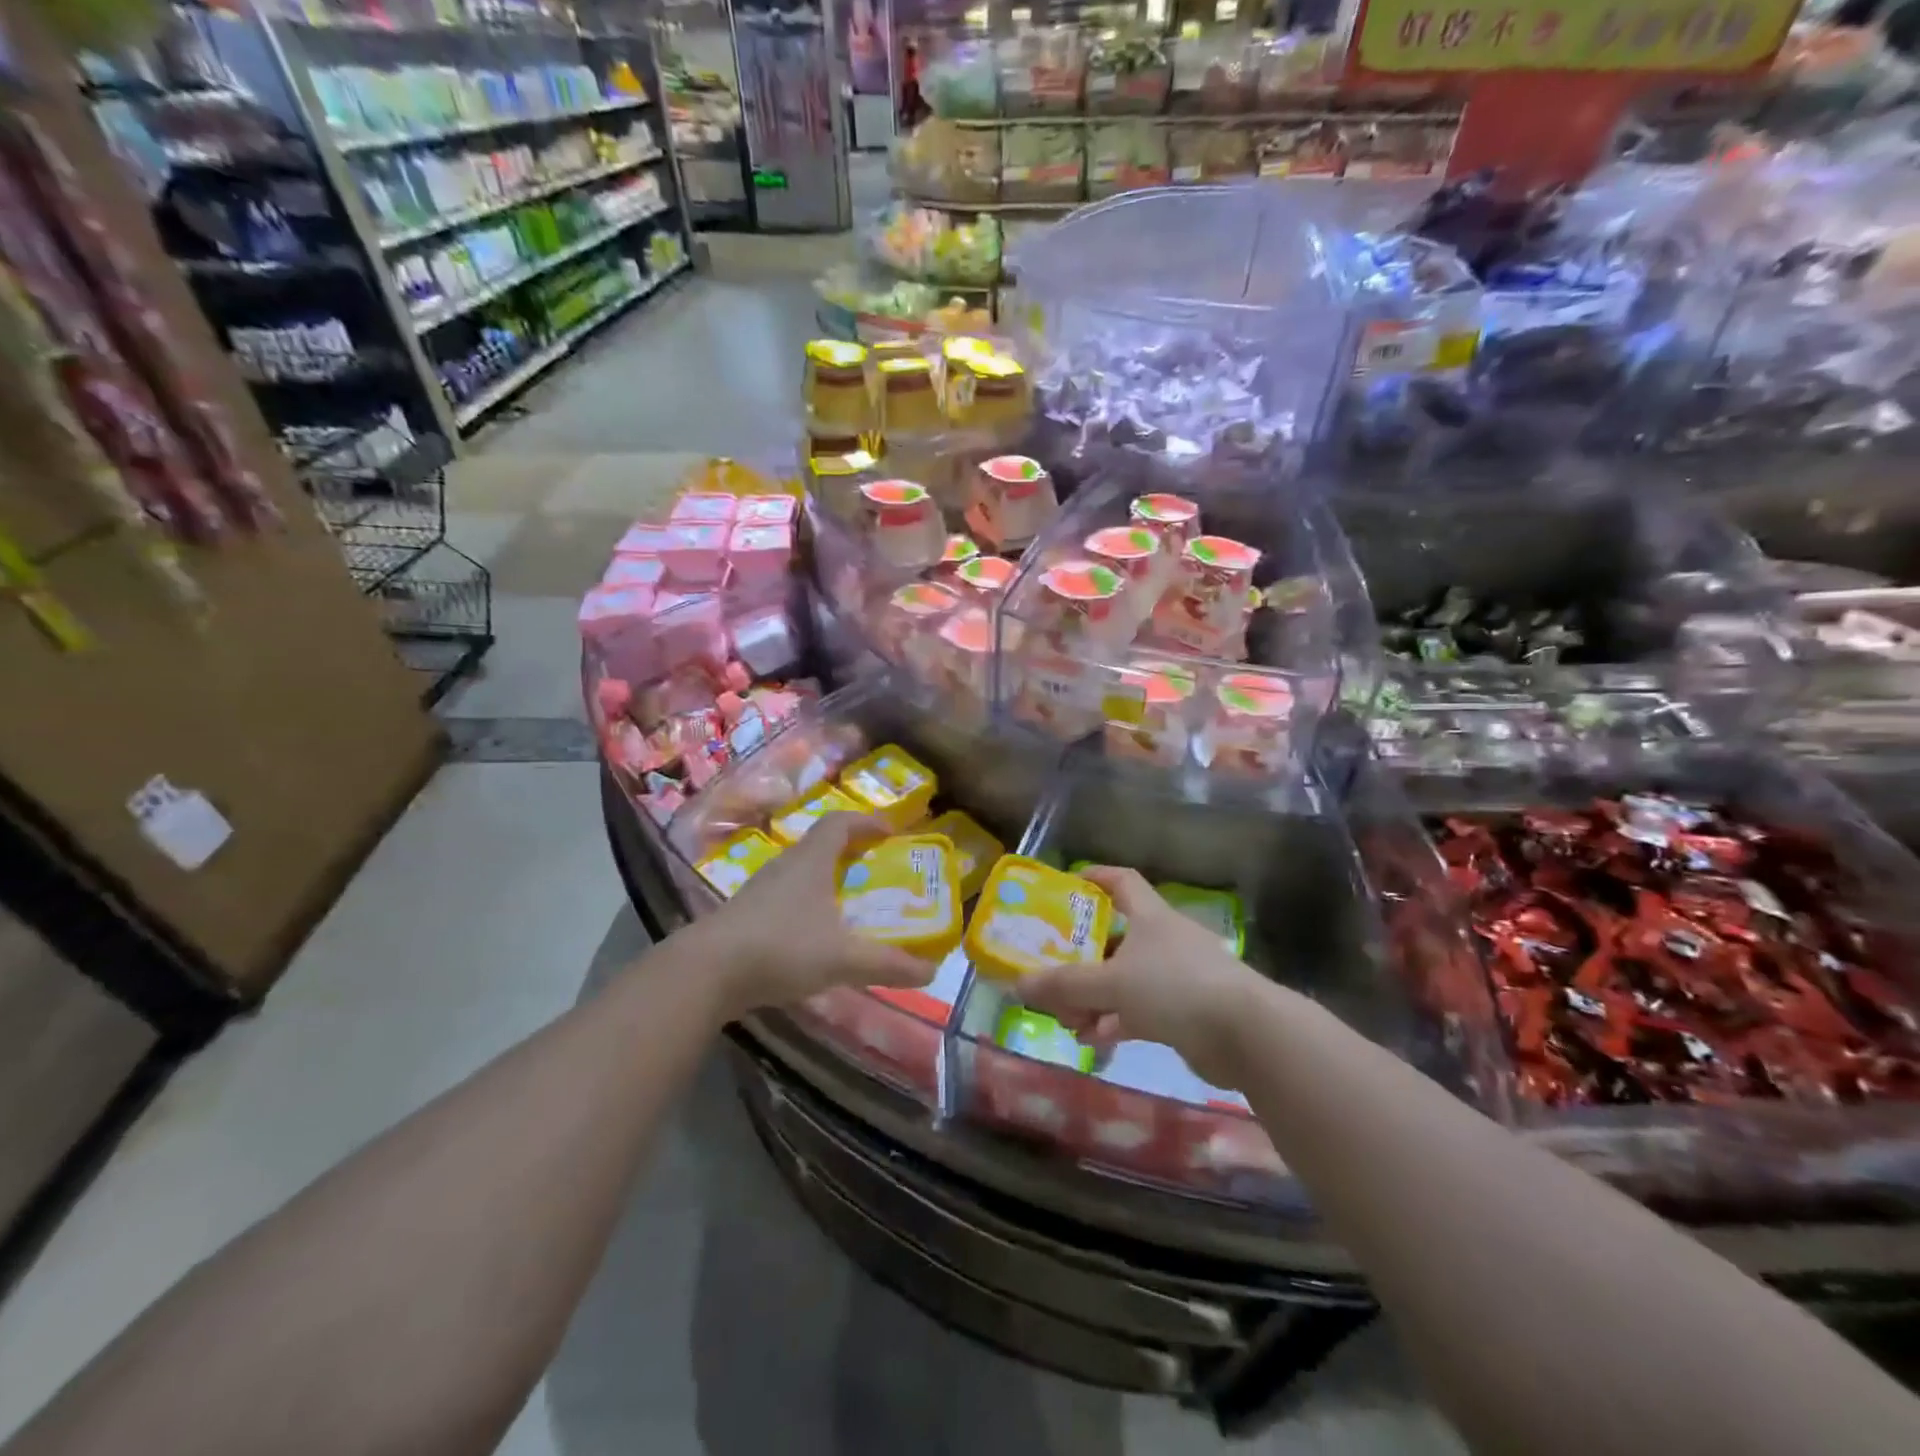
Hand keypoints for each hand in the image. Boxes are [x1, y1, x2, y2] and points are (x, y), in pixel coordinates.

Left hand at [696, 813, 935, 1020]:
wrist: (706, 972)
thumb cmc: (782, 948)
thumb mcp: (843, 958)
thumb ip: (888, 964)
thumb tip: (932, 971)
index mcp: (811, 861)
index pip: (840, 822)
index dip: (867, 822)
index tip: (890, 832)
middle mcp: (784, 866)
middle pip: (820, 845)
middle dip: (850, 851)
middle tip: (875, 868)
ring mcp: (760, 890)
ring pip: (799, 872)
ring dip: (825, 879)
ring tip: (848, 902)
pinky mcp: (744, 915)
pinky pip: (783, 897)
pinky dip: (805, 905)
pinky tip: (812, 935)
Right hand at [1017, 866, 1270, 1089]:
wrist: (1246, 1034)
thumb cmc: (1174, 987)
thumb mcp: (1111, 983)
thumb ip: (1064, 985)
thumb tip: (1018, 984)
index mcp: (1150, 916)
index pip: (1122, 881)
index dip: (1096, 877)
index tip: (1068, 884)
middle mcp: (1164, 940)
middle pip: (1116, 938)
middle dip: (1082, 957)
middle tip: (1052, 972)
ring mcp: (1178, 977)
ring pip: (1125, 979)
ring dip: (1095, 997)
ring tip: (1066, 1019)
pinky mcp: (1187, 1012)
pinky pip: (1140, 1010)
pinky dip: (1115, 1022)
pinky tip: (1093, 1041)